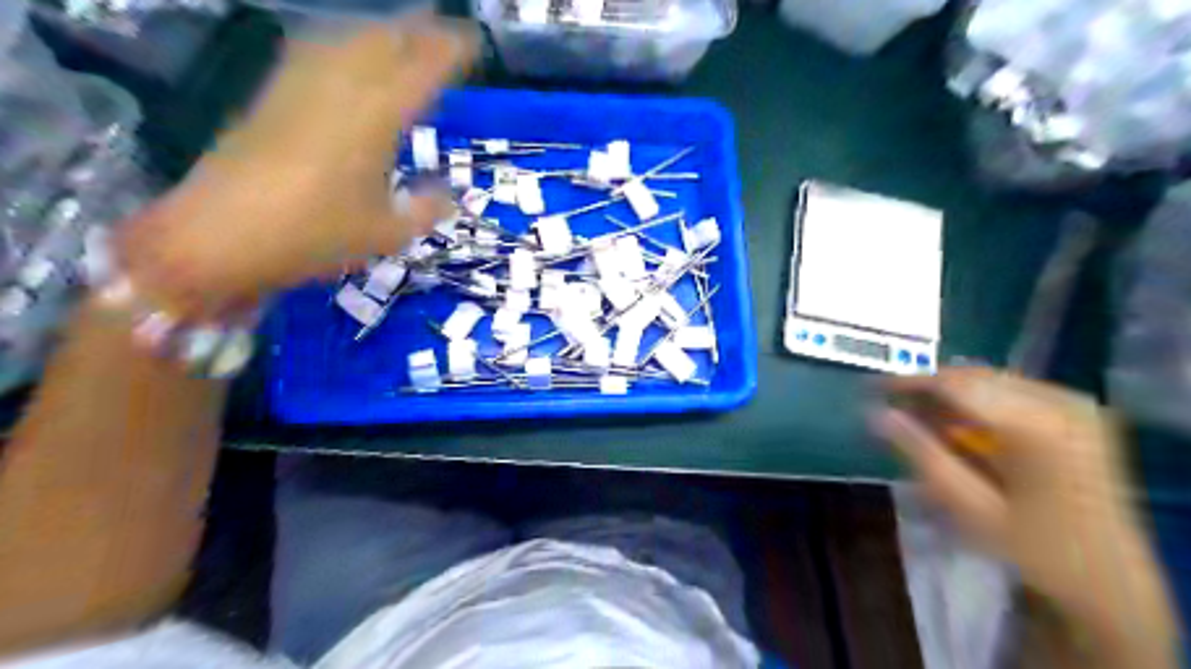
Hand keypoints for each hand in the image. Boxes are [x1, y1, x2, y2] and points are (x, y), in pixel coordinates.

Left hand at [117, 17, 477, 314]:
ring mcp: (301, 86)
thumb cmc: (314, 236)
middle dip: (418, 31)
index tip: (472, 44)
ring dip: (381, 31)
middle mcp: (340, 89)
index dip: (449, 52)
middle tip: (443, 32)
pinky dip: (341, 42)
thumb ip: (424, 210)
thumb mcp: (385, 234)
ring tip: (403, 34)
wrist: (221, 236)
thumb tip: (448, 196)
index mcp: (376, 120)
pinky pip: (314, 50)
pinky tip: (345, 50)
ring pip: (347, 38)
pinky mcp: (272, 93)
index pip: (421, 70)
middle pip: (384, 41)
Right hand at [872, 368, 1173, 644]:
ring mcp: (1074, 404)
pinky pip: (1014, 388)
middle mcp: (1058, 402)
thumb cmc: (1031, 547)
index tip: (871, 387)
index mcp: (1034, 426)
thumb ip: (920, 452)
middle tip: (893, 406)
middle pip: (974, 376)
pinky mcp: (1080, 411)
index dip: (908, 381)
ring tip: (923, 417)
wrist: (1110, 579)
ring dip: (954, 393)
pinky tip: (964, 423)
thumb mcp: (966, 504)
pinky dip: (981, 400)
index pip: (954, 383)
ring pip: (992, 379)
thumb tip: (875, 413)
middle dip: (929, 388)